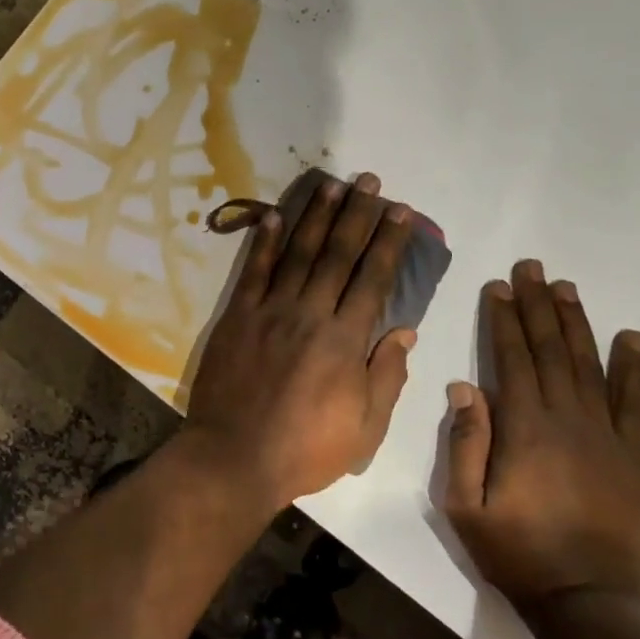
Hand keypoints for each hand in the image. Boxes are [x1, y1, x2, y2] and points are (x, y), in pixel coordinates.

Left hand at [183, 172, 417, 513]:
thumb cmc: (306, 449)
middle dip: (357, 216)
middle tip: (370, 182)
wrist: (235, 456)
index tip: (401, 213)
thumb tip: (404, 330)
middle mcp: (310, 313)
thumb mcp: (365, 427)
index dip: (388, 243)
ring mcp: (270, 311)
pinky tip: (275, 215)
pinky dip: (265, 242)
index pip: (373, 279)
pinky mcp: (237, 317)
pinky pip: (253, 272)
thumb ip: (387, 375)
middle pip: (338, 255)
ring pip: (298, 253)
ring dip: (316, 216)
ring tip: (332, 186)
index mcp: (345, 340)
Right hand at [442, 259, 639, 620]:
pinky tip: (630, 338)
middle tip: (533, 268)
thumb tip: (463, 387)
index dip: (503, 319)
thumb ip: (464, 443)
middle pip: (550, 350)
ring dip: (576, 323)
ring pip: (589, 365)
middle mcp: (567, 419)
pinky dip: (632, 367)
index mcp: (524, 428)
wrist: (589, 599)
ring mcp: (605, 435)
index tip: (498, 286)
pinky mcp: (632, 455)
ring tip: (567, 288)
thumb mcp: (466, 505)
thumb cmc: (516, 552)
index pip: (511, 359)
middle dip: (538, 306)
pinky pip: (633, 402)